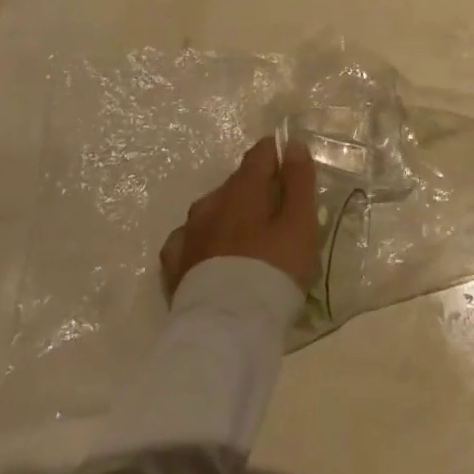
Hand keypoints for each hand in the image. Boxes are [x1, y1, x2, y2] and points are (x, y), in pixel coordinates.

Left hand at [159, 136, 318, 295]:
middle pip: (238, 183)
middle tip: (278, 220)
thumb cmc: (272, 270)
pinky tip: (213, 260)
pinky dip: (205, 243)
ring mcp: (187, 233)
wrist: (226, 328)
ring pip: (213, 211)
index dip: (278, 156)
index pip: (260, 153)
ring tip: (248, 246)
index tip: (293, 173)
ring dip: (231, 218)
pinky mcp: (173, 264)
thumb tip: (291, 144)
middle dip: (257, 192)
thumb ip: (298, 180)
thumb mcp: (300, 223)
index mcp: (243, 188)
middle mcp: (210, 202)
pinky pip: (191, 241)